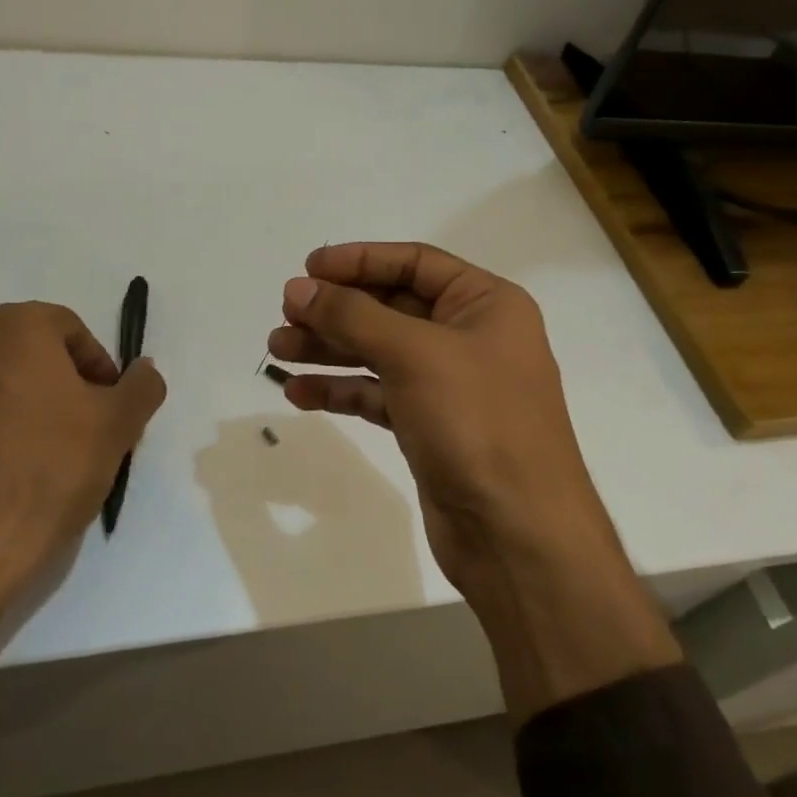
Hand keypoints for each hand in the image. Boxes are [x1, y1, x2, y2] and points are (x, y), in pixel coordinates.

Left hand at [0, 302, 164, 709]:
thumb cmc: (52, 468)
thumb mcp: (119, 425)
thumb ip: (142, 386)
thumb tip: (144, 369)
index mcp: (23, 325)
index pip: (73, 331)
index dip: (97, 366)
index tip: (108, 407)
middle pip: (31, 344)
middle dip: (59, 374)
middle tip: (80, 422)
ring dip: (14, 384)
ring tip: (34, 433)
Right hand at [269, 243, 677, 718]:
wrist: (518, 536)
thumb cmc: (477, 423)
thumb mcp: (414, 354)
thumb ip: (352, 315)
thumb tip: (298, 287)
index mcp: (486, 304)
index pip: (415, 263)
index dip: (359, 260)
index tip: (308, 267)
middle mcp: (471, 337)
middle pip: (391, 307)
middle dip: (337, 310)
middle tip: (285, 314)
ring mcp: (450, 385)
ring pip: (379, 352)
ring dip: (330, 349)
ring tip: (278, 351)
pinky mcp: (431, 427)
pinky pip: (378, 394)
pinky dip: (342, 391)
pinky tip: (300, 393)